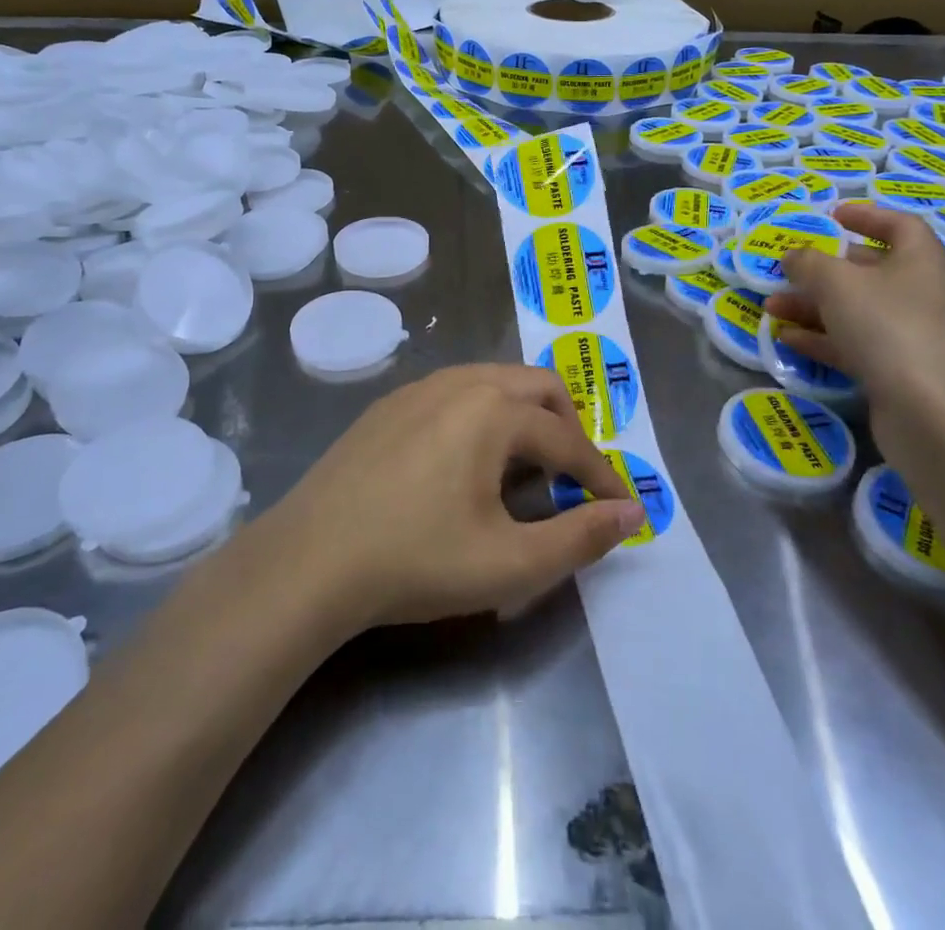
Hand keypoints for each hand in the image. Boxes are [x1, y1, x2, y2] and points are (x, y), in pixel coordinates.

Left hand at [268, 364, 644, 631]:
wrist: (309, 560)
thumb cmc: (417, 560)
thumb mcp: (510, 563)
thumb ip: (581, 536)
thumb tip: (635, 513)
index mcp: (494, 410)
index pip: (568, 441)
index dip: (600, 477)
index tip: (618, 508)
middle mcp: (461, 381)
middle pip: (537, 386)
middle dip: (567, 427)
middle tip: (571, 479)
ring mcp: (419, 387)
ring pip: (494, 381)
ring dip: (524, 416)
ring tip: (523, 469)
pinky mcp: (388, 404)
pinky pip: (455, 392)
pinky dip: (483, 415)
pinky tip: (464, 463)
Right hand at [763, 202, 944, 401]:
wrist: (928, 410)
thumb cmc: (886, 326)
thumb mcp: (836, 283)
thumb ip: (808, 263)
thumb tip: (793, 256)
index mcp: (919, 261)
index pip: (899, 225)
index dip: (867, 216)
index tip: (833, 216)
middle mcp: (919, 293)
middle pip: (870, 270)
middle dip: (823, 269)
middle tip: (788, 268)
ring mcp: (909, 334)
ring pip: (855, 310)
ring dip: (812, 305)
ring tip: (772, 307)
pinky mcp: (896, 370)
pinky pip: (853, 343)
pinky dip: (821, 338)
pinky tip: (787, 338)